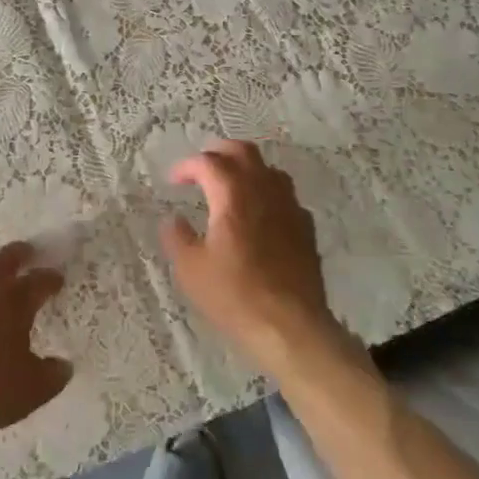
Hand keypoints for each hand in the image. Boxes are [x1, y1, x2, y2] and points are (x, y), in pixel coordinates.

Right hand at [160, 140, 341, 376]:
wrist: (291, 327)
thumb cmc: (235, 295)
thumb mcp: (191, 269)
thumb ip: (177, 237)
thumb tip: (173, 219)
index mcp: (232, 195)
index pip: (208, 162)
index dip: (187, 166)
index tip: (174, 181)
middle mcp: (263, 191)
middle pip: (244, 152)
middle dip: (219, 152)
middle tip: (202, 167)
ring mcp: (290, 208)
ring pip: (269, 170)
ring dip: (247, 169)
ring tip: (231, 185)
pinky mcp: (305, 228)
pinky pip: (286, 196)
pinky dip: (268, 194)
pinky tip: (260, 214)